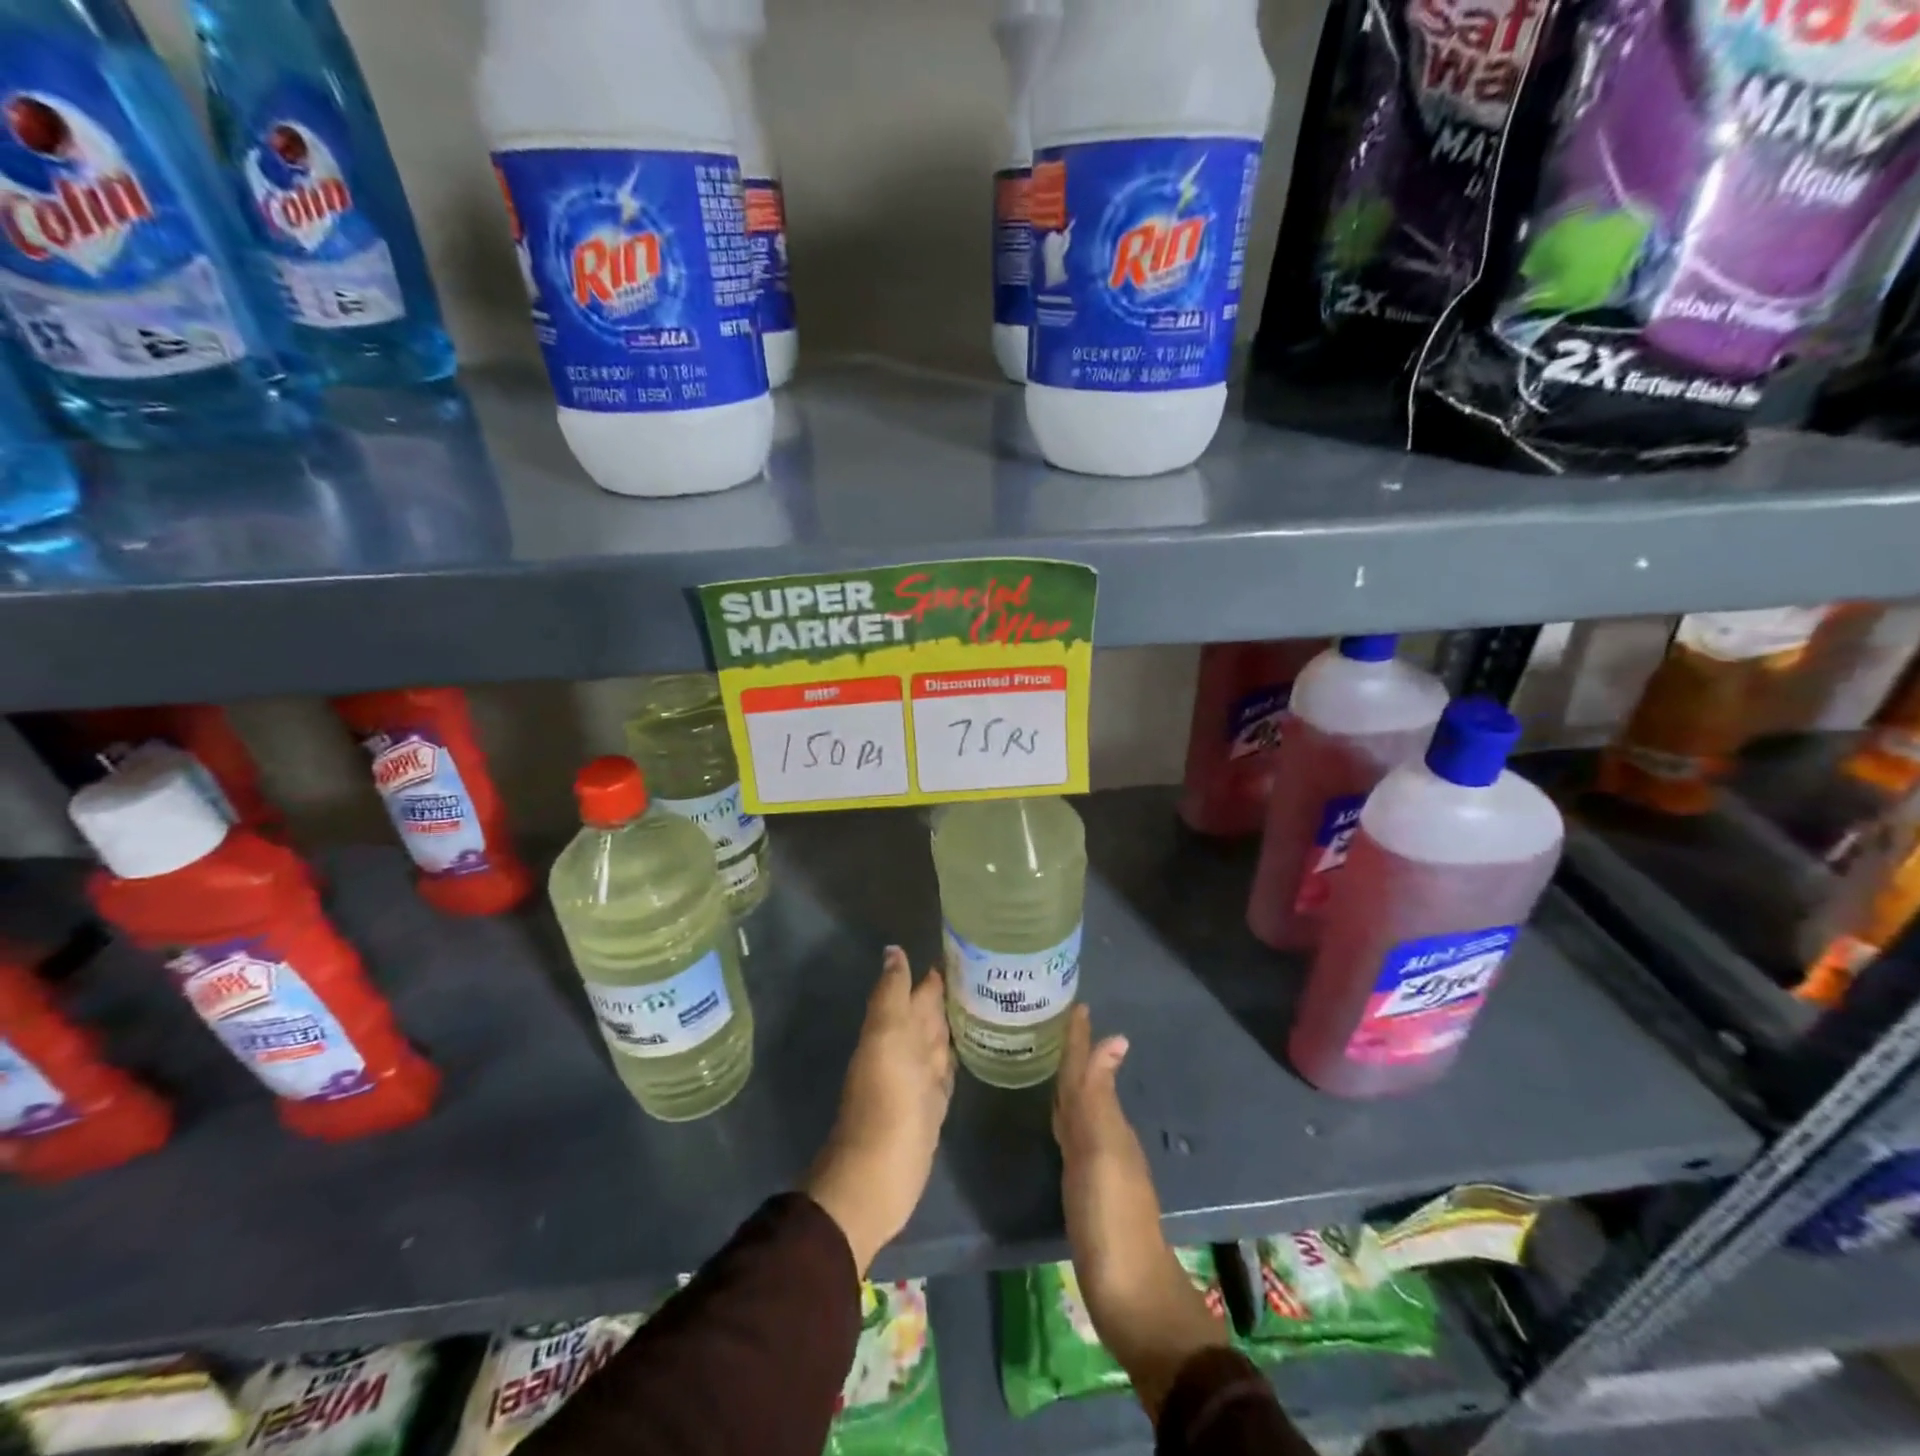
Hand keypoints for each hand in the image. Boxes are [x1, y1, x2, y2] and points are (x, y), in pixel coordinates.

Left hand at [806, 947, 954, 1276]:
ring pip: (940, 1040)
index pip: (919, 990)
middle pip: (930, 1014)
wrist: (877, 1175)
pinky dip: (959, 1055)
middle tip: (987, 970)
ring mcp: (921, 1079)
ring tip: (988, 1000)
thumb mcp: (886, 1037)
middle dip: (951, 993)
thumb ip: (891, 994)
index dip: (937, 972)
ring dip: (957, 1022)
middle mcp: (907, 1049)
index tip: (968, 947)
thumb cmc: (885, 1100)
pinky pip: (948, 1070)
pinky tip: (976, 1047)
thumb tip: (894, 950)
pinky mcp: (934, 1106)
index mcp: (895, 1028)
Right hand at [1053, 1006, 1226, 1420]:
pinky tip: (1057, 1121)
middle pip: (1086, 1085)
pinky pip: (1073, 1137)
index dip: (1080, 1040)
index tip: (1075, 1005)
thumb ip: (1100, 1096)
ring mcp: (1098, 1165)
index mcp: (1108, 1123)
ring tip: (1052, 1062)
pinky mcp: (1087, 1190)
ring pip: (1081, 1109)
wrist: (1130, 1295)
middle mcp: (1106, 1136)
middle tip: (1055, 1024)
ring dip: (1069, 1083)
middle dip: (1074, 1054)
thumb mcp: (1102, 1151)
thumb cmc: (1111, 1218)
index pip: (1089, 1070)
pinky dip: (1065, 1117)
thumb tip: (1115, 1036)